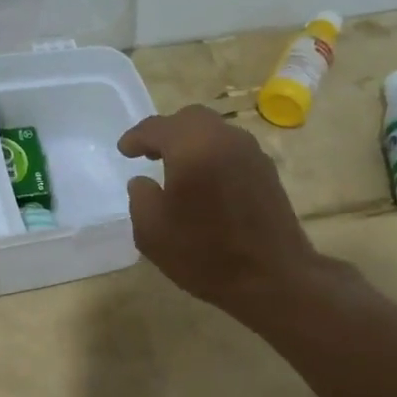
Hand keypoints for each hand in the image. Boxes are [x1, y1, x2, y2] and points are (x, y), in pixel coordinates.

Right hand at [118, 106, 324, 317]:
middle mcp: (224, 138)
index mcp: (192, 147)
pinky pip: (231, 148)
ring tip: (176, 167)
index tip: (124, 151)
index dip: (136, 138)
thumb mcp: (152, 232)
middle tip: (149, 154)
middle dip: (166, 132)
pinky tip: (204, 180)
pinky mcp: (266, 170)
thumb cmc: (205, 255)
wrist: (273, 278)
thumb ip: (140, 197)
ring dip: (191, 141)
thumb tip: (143, 181)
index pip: (156, 128)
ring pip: (214, 131)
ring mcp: (250, 152)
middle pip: (189, 118)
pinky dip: (211, 153)